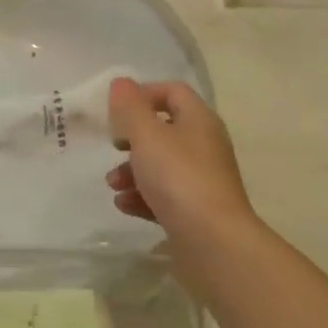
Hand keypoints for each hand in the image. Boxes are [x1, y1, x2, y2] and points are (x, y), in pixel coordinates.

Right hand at [105, 77, 258, 250]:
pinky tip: (124, 205)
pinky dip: (142, 197)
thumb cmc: (179, 178)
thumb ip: (129, 107)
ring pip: (160, 165)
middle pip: (163, 130)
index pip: (172, 91)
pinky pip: (164, 195)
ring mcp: (202, 180)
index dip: (142, 94)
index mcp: (199, 120)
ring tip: (113, 185)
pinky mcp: (195, 211)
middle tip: (114, 147)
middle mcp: (204, 146)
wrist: (214, 244)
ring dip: (131, 171)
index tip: (117, 111)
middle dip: (131, 138)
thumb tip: (121, 83)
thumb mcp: (147, 135)